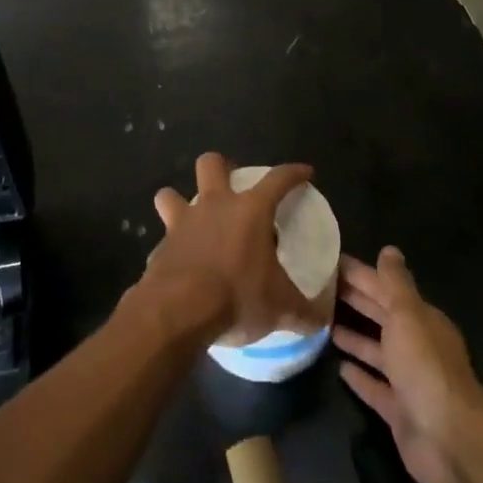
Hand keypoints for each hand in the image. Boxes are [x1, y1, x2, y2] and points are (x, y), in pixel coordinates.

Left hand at [142, 153, 318, 345]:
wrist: (178, 312)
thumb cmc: (237, 296)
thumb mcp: (281, 309)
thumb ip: (304, 312)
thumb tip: (322, 319)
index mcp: (250, 210)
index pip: (278, 179)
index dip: (293, 173)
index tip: (304, 172)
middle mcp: (214, 206)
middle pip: (211, 164)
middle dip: (220, 167)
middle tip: (231, 186)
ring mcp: (182, 224)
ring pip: (170, 195)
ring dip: (178, 202)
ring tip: (193, 220)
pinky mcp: (159, 248)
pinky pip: (164, 239)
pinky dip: (172, 248)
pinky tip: (181, 265)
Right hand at [334, 247, 482, 482]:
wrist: (449, 439)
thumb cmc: (425, 367)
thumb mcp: (408, 315)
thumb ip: (396, 283)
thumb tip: (389, 249)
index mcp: (420, 319)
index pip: (385, 288)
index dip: (359, 274)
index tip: (328, 262)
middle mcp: (415, 345)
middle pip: (381, 316)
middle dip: (354, 300)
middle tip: (316, 288)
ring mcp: (408, 379)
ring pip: (376, 351)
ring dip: (354, 336)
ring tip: (322, 323)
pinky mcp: (398, 410)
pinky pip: (375, 387)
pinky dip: (359, 376)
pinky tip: (338, 367)